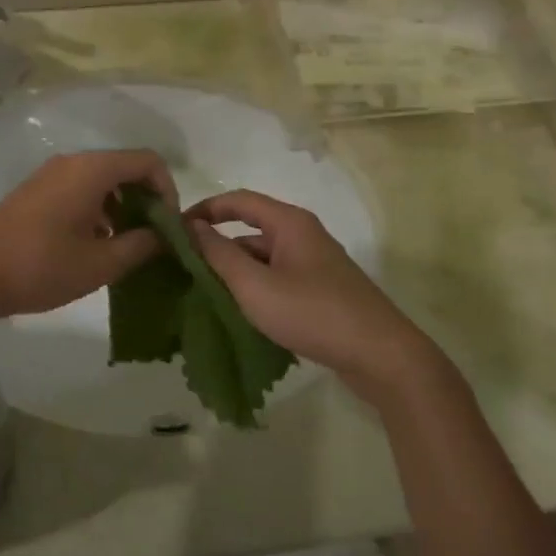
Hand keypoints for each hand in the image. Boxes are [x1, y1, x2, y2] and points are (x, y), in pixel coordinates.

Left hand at [0, 150, 177, 322]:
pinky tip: (94, 245)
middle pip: (125, 168)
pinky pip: (81, 190)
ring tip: (125, 247)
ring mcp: (51, 175)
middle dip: (146, 200)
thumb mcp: (100, 263)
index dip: (168, 191)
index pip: (148, 161)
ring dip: (122, 207)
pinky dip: (98, 210)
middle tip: (152, 239)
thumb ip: (141, 246)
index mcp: (92, 170)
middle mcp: (73, 163)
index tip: (169, 227)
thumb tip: (166, 237)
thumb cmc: (40, 266)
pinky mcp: (37, 192)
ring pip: (102, 181)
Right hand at [187, 190, 448, 407]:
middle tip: (182, 268)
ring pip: (262, 258)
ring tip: (201, 294)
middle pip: (249, 230)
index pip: (237, 200)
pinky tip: (236, 312)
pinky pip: (276, 279)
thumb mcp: (255, 285)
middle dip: (215, 246)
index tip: (173, 229)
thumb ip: (219, 255)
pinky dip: (253, 288)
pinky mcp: (320, 291)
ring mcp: (313, 264)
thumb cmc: (313, 313)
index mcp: (289, 223)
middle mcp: (302, 235)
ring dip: (233, 271)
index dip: (204, 210)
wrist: (381, 355)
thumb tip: (191, 227)